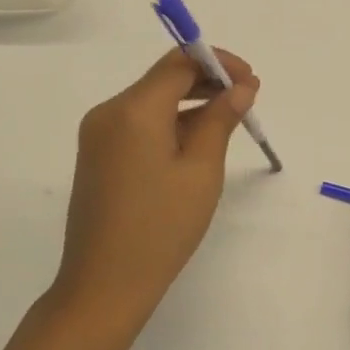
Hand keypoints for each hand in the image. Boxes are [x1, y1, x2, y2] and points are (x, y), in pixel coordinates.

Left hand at [48, 48, 260, 341]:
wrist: (103, 287)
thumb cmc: (160, 229)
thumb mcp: (201, 172)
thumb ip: (220, 120)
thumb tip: (240, 88)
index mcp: (133, 109)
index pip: (179, 63)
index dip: (218, 63)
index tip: (251, 81)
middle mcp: (109, 111)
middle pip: (163, 78)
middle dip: (206, 80)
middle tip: (247, 99)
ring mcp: (98, 134)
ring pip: (151, 100)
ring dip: (190, 102)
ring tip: (229, 120)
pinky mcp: (97, 154)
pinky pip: (138, 123)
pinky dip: (169, 122)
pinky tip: (196, 141)